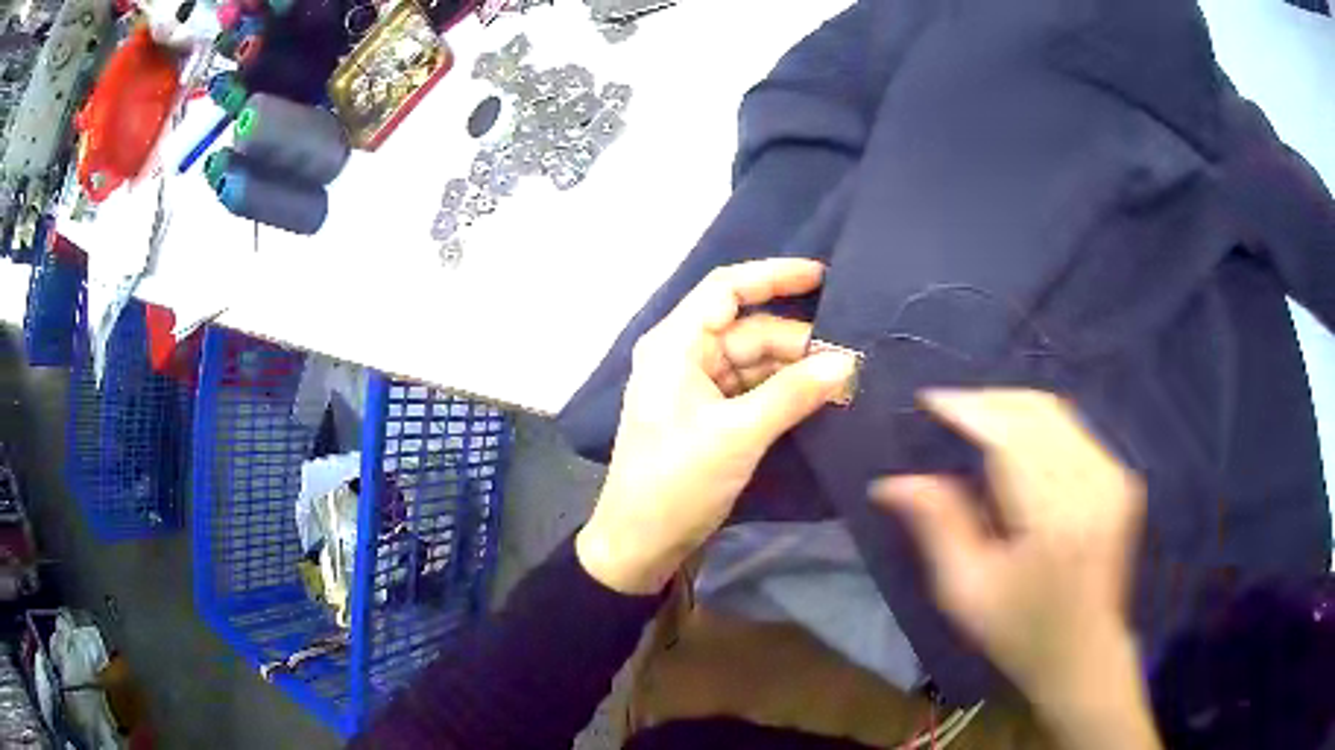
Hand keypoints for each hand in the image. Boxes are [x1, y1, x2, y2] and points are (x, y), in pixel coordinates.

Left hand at [576, 259, 856, 594]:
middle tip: (851, 360)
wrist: (640, 543)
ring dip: (794, 371)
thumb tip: (847, 361)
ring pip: (754, 362)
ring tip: (844, 381)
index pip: (726, 289)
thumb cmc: (677, 481)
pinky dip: (782, 393)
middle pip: (748, 330)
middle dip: (798, 342)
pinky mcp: (707, 415)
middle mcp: (683, 356)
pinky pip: (751, 390)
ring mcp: (695, 387)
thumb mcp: (738, 434)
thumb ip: (794, 393)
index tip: (823, 276)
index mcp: (675, 345)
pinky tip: (817, 399)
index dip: (774, 276)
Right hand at [872, 389, 1159, 749]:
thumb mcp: (966, 592)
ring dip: (1011, 407)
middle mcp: (1093, 484)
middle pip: (1036, 413)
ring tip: (975, 417)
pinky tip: (1015, 437)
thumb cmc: (1020, 632)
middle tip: (947, 407)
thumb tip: (891, 482)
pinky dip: (1038, 423)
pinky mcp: (1121, 477)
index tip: (928, 399)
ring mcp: (1114, 477)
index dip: (968, 410)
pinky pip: (1074, 428)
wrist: (1085, 653)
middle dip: (988, 401)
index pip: (1010, 438)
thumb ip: (937, 527)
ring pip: (1057, 413)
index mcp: (1055, 518)